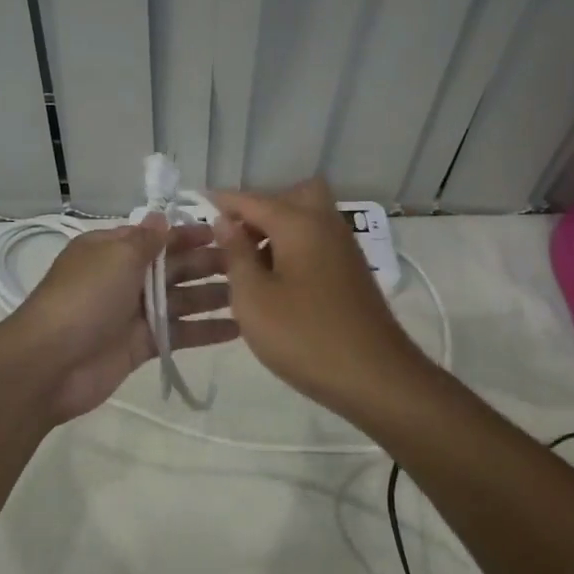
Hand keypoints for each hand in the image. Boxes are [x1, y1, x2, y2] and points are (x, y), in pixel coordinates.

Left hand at [9, 217, 238, 422]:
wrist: (50, 363)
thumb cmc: (84, 299)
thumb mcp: (115, 257)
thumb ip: (146, 240)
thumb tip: (161, 217)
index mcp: (112, 250)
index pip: (158, 237)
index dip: (190, 234)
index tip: (227, 233)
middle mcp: (125, 277)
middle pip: (174, 267)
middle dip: (208, 264)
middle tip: (251, 262)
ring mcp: (134, 313)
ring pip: (181, 299)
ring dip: (213, 296)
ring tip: (252, 293)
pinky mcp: (143, 345)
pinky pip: (180, 332)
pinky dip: (206, 330)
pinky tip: (239, 328)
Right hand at [211, 179, 433, 419]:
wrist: (375, 378)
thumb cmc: (304, 336)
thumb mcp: (253, 297)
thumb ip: (236, 254)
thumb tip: (224, 221)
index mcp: (299, 223)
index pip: (253, 199)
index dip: (223, 202)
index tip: (197, 204)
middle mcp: (325, 224)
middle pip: (292, 196)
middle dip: (261, 208)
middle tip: (236, 238)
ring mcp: (344, 247)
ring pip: (308, 218)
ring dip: (278, 229)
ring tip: (249, 264)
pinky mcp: (352, 271)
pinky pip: (318, 241)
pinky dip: (295, 247)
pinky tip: (277, 281)